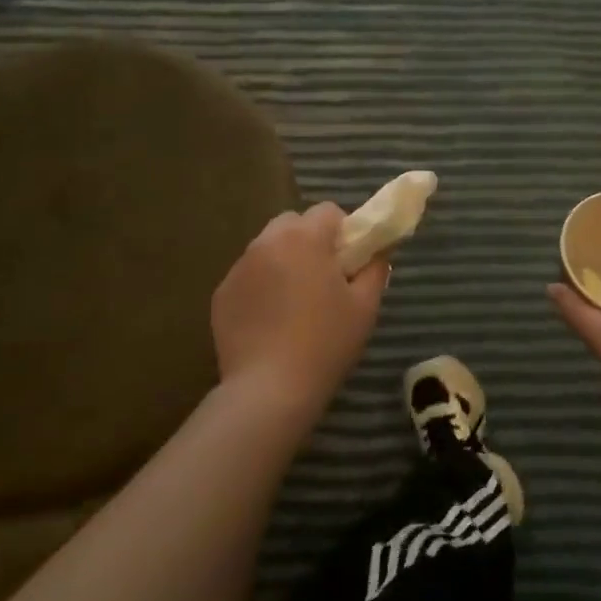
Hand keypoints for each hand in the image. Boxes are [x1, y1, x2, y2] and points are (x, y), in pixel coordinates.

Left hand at [211, 203, 388, 424]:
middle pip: (293, 223)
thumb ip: (375, 267)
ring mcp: (238, 268)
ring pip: (268, 248)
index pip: (328, 211)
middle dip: (310, 241)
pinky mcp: (221, 294)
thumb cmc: (326, 343)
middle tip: (324, 279)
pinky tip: (271, 321)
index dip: (344, 231)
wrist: (269, 389)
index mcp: (304, 238)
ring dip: (284, 261)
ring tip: (296, 303)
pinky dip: (262, 286)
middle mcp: (266, 243)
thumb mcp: (365, 305)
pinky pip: (249, 275)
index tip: (350, 262)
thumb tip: (379, 249)